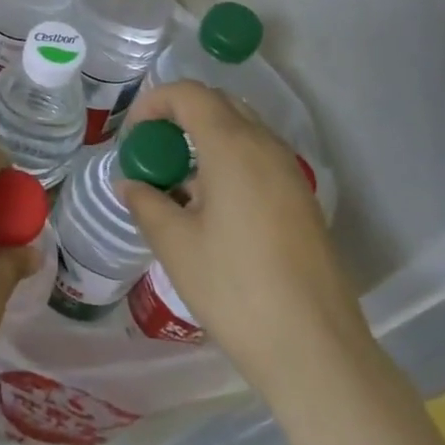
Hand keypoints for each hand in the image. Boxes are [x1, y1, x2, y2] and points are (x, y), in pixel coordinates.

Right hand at [117, 82, 375, 408]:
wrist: (315, 350)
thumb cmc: (235, 290)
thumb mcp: (176, 245)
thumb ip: (146, 203)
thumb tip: (129, 183)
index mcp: (233, 146)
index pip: (189, 94)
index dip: (153, 103)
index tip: (132, 138)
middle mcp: (266, 146)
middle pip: (218, 104)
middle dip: (179, 118)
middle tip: (152, 155)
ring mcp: (290, 172)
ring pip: (241, 131)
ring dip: (204, 141)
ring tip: (178, 187)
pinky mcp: (302, 200)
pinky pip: (258, 159)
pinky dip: (228, 163)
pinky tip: (211, 210)